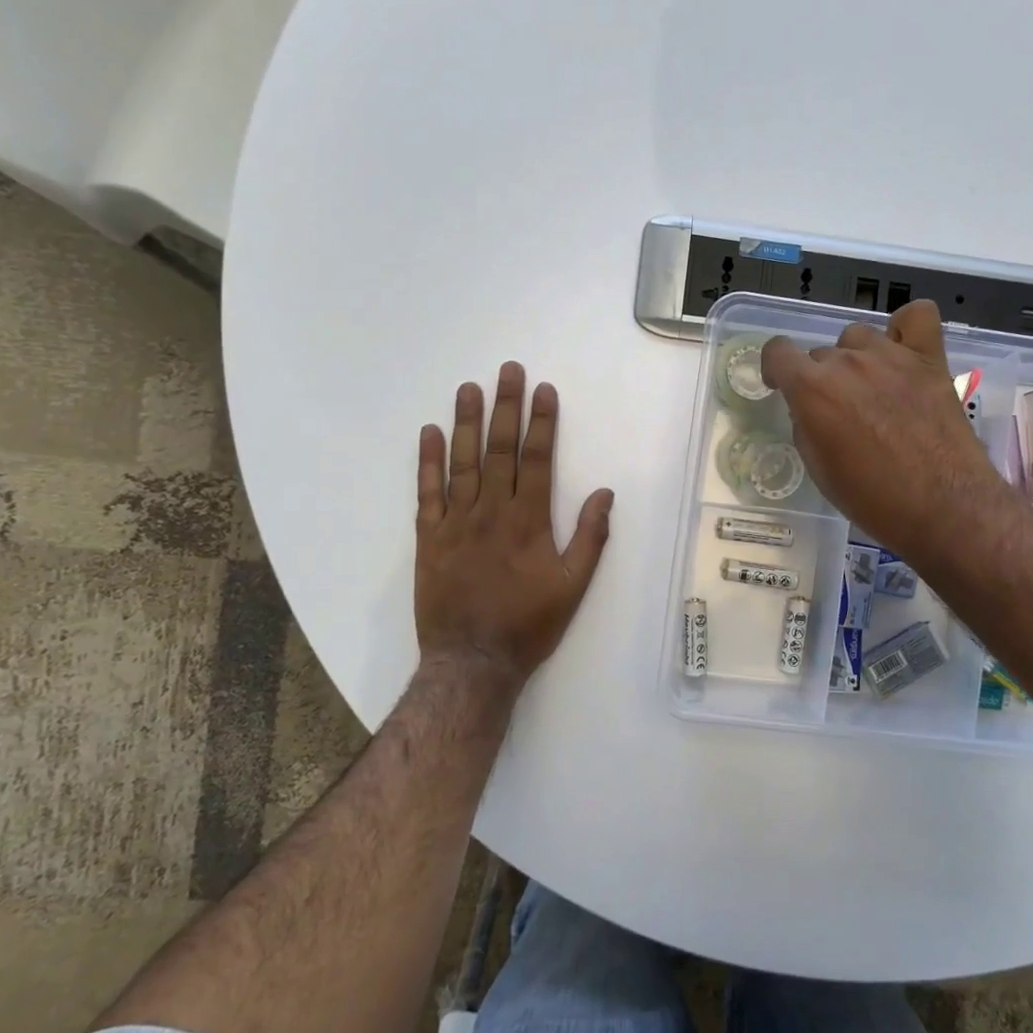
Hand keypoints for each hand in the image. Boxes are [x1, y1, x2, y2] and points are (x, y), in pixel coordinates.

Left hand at [415, 362, 613, 693]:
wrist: (472, 662)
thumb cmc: (529, 625)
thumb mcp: (573, 587)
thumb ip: (590, 538)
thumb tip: (604, 493)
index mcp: (529, 521)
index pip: (536, 459)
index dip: (542, 422)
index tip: (544, 390)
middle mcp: (491, 511)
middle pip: (500, 449)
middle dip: (506, 407)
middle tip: (508, 370)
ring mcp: (456, 522)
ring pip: (463, 462)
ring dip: (467, 422)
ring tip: (469, 388)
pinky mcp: (429, 538)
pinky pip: (427, 492)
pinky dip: (428, 461)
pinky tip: (430, 432)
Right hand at [761, 301, 1015, 562]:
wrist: (941, 506)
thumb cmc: (872, 499)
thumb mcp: (819, 469)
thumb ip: (807, 427)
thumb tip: (811, 410)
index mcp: (813, 389)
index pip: (778, 352)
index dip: (775, 369)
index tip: (782, 387)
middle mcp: (848, 362)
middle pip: (821, 353)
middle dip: (821, 378)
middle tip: (838, 412)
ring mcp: (892, 355)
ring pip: (859, 336)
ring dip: (857, 357)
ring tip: (871, 388)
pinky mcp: (930, 359)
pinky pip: (917, 316)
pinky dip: (905, 328)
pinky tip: (903, 352)